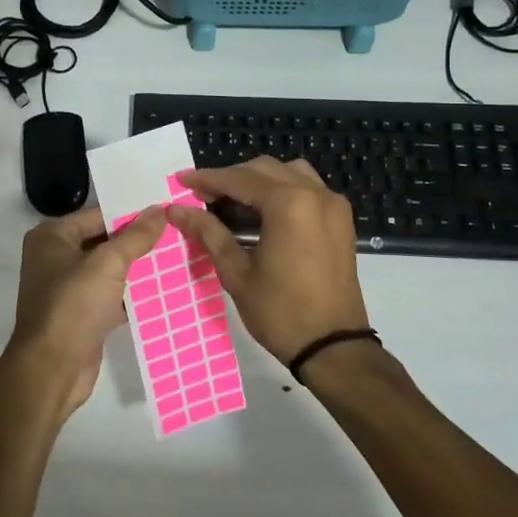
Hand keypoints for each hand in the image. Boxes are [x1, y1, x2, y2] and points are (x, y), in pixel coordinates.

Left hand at [4, 205, 167, 418]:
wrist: (53, 368)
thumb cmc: (73, 305)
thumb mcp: (108, 264)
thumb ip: (135, 236)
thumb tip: (160, 210)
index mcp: (52, 237)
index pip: (98, 215)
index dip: (131, 213)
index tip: (166, 210)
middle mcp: (55, 257)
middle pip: (104, 241)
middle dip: (137, 241)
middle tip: (177, 233)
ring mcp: (67, 288)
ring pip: (109, 270)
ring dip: (137, 268)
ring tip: (177, 257)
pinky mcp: (81, 314)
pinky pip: (111, 295)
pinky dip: (132, 293)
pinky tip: (163, 290)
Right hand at [165, 158, 370, 367]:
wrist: (333, 347)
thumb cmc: (280, 312)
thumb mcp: (236, 272)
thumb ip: (208, 233)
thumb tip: (176, 210)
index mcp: (289, 204)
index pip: (239, 179)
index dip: (207, 179)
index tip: (182, 182)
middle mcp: (315, 194)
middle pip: (264, 170)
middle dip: (231, 178)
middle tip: (202, 196)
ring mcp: (333, 205)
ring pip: (289, 173)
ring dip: (258, 180)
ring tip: (232, 201)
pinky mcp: (341, 220)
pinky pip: (308, 188)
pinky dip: (282, 189)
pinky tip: (262, 211)